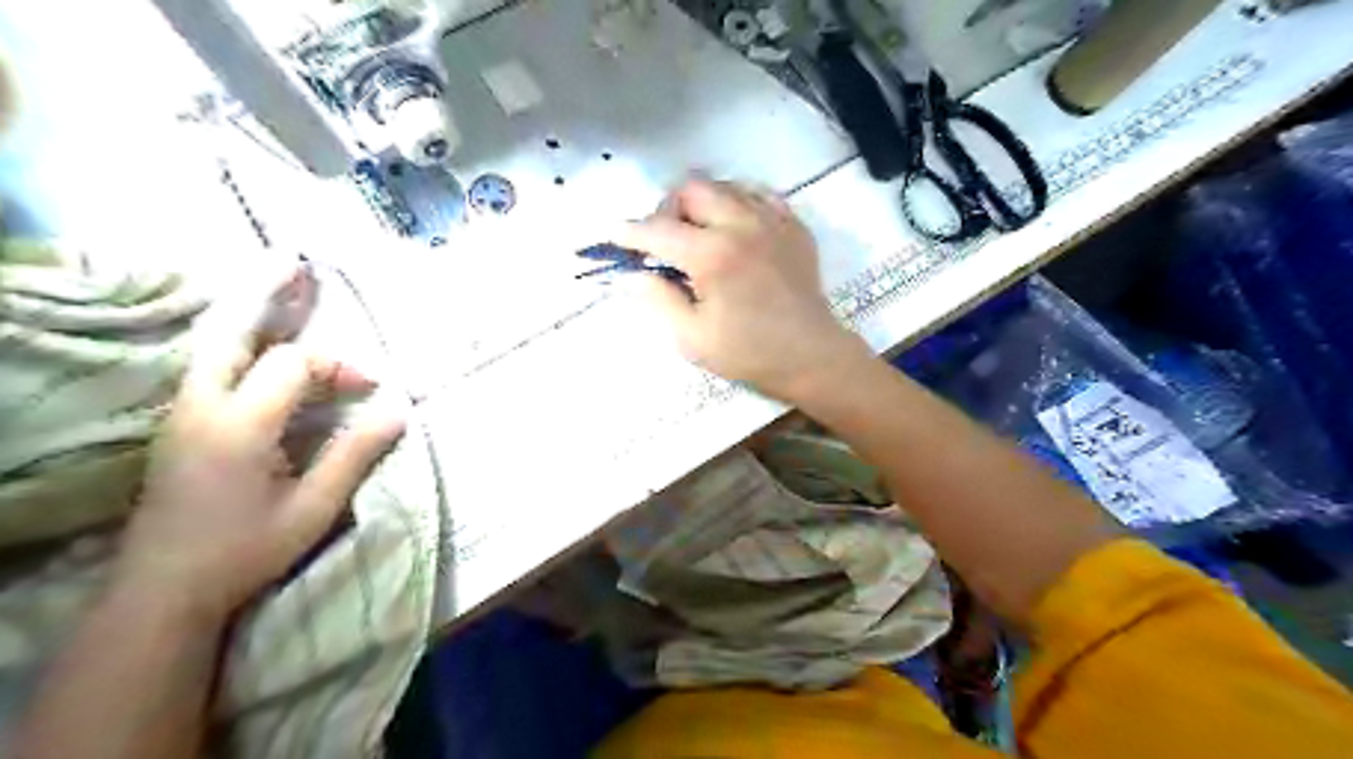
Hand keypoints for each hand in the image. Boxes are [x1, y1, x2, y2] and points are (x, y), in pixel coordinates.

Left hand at [111, 264, 402, 625]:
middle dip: (266, 295)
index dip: (340, 367)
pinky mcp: (179, 425)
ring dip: (250, 313)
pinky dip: (237, 340)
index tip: (374, 388)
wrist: (162, 591)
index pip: (293, 365)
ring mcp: (183, 413)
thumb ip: (355, 454)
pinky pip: (209, 365)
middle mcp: (202, 407)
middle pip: (233, 334)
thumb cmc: (245, 551)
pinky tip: (255, 337)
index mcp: (239, 425)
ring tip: (277, 281)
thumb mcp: (313, 508)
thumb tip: (399, 410)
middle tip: (294, 261)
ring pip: (213, 345)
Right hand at [618, 179, 871, 404]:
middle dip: (668, 209)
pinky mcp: (793, 225)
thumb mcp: (692, 338)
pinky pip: (758, 194)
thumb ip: (658, 299)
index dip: (631, 232)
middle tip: (665, 239)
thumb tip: (633, 274)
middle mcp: (741, 225)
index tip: (616, 236)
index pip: (658, 229)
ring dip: (702, 203)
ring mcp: (772, 220)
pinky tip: (735, 229)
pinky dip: (738, 204)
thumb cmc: (748, 353)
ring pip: (724, 185)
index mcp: (712, 255)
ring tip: (699, 233)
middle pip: (691, 189)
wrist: (810, 356)